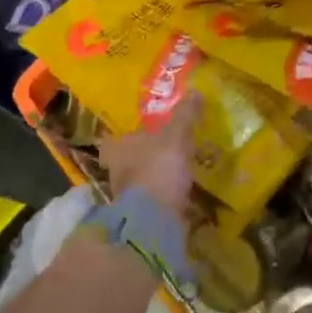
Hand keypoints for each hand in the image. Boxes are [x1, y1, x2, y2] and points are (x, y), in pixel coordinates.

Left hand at [100, 92, 201, 214]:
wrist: (154, 221)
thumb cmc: (158, 169)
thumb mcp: (176, 136)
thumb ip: (185, 115)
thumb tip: (195, 91)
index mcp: (117, 147)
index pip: (116, 137)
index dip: (131, 134)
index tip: (148, 131)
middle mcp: (116, 170)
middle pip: (129, 158)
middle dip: (146, 155)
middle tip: (169, 148)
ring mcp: (127, 194)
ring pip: (142, 178)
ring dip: (157, 174)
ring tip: (181, 168)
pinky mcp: (140, 214)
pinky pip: (154, 197)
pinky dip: (166, 194)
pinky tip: (182, 190)